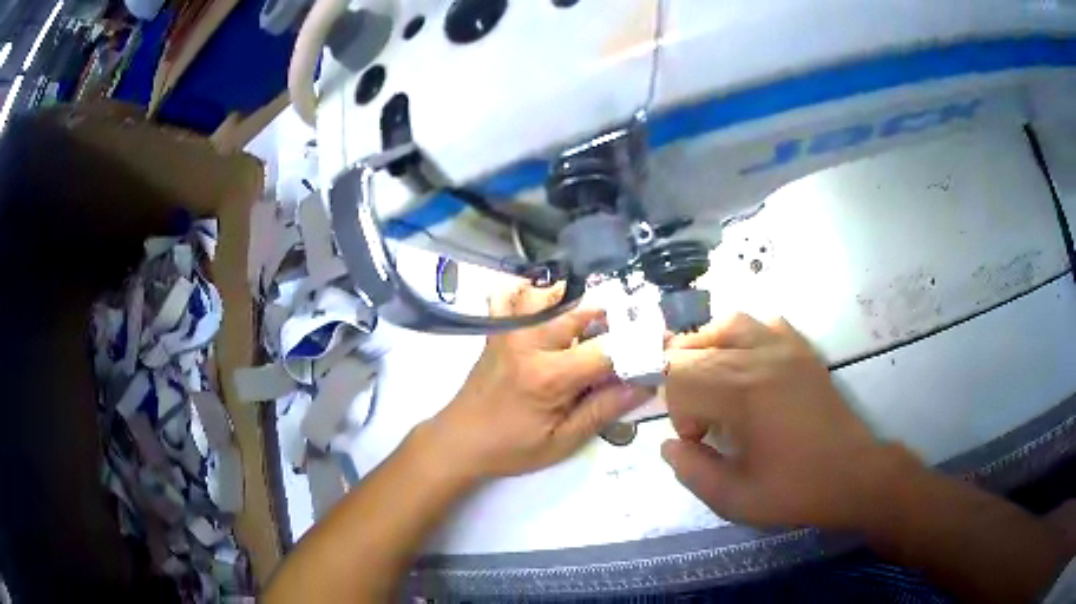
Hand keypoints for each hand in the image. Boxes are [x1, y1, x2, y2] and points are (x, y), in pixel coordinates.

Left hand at [427, 282, 649, 479]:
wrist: (458, 441)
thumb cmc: (510, 448)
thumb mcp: (562, 441)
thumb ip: (603, 409)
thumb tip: (644, 384)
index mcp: (549, 375)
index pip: (608, 350)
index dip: (640, 347)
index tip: (662, 346)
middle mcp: (530, 342)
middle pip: (584, 312)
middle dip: (618, 318)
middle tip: (637, 330)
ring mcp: (509, 330)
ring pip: (551, 296)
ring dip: (579, 302)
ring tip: (600, 320)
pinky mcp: (497, 330)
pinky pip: (512, 295)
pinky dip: (533, 292)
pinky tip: (549, 302)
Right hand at [661, 314, 921, 531]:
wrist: (854, 475)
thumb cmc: (796, 490)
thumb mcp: (735, 498)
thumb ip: (692, 472)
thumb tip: (668, 446)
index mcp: (743, 392)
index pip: (681, 377)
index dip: (677, 412)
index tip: (697, 442)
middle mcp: (761, 358)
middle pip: (697, 348)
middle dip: (684, 382)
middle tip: (699, 420)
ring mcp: (786, 348)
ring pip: (729, 324)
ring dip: (708, 349)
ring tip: (710, 381)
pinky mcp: (803, 351)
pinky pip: (766, 324)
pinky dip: (746, 337)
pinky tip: (748, 365)